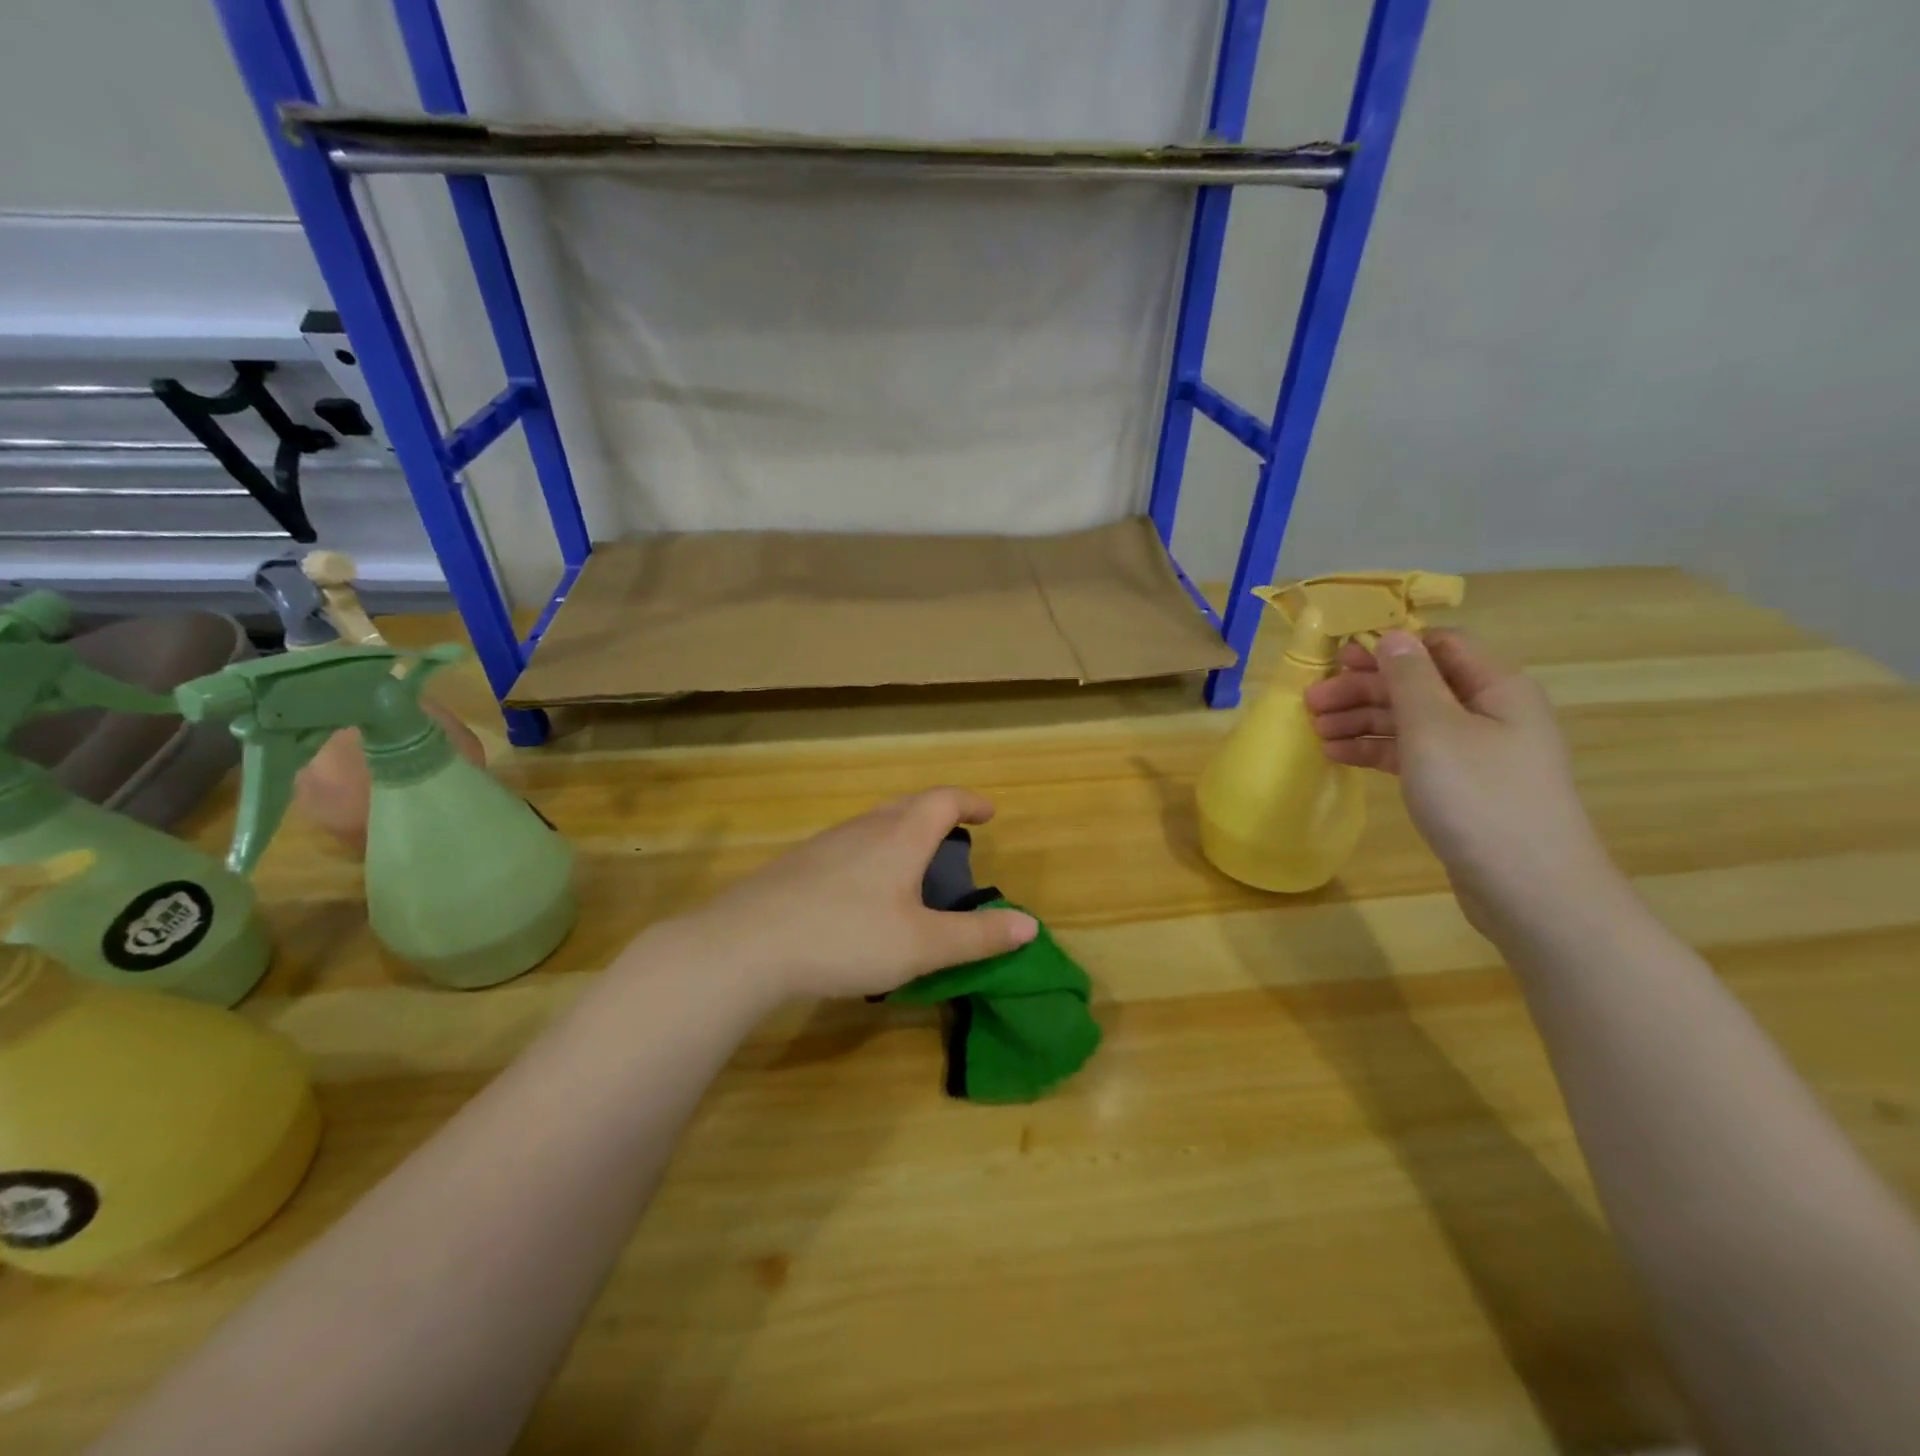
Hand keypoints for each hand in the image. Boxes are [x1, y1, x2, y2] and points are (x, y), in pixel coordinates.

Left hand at [679, 788, 1037, 1001]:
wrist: (746, 944)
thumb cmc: (846, 938)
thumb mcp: (922, 946)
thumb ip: (977, 936)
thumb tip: (1030, 924)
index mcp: (900, 837)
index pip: (943, 801)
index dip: (970, 801)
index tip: (990, 812)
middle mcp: (864, 828)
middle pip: (907, 805)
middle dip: (937, 813)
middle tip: (955, 834)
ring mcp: (826, 843)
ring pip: (874, 824)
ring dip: (902, 832)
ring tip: (912, 863)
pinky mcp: (798, 864)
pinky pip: (848, 845)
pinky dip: (872, 853)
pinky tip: (862, 890)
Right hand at [1303, 629, 1616, 933]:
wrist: (1529, 889)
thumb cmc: (1479, 797)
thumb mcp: (1434, 729)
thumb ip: (1409, 678)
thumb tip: (1391, 634)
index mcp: (1495, 687)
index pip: (1439, 646)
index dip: (1388, 646)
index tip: (1338, 658)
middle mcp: (1488, 713)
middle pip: (1417, 685)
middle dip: (1363, 688)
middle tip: (1311, 701)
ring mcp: (1475, 753)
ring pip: (1410, 721)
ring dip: (1362, 719)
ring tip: (1315, 730)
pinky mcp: (1460, 787)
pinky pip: (1411, 754)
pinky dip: (1375, 750)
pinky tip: (1339, 755)